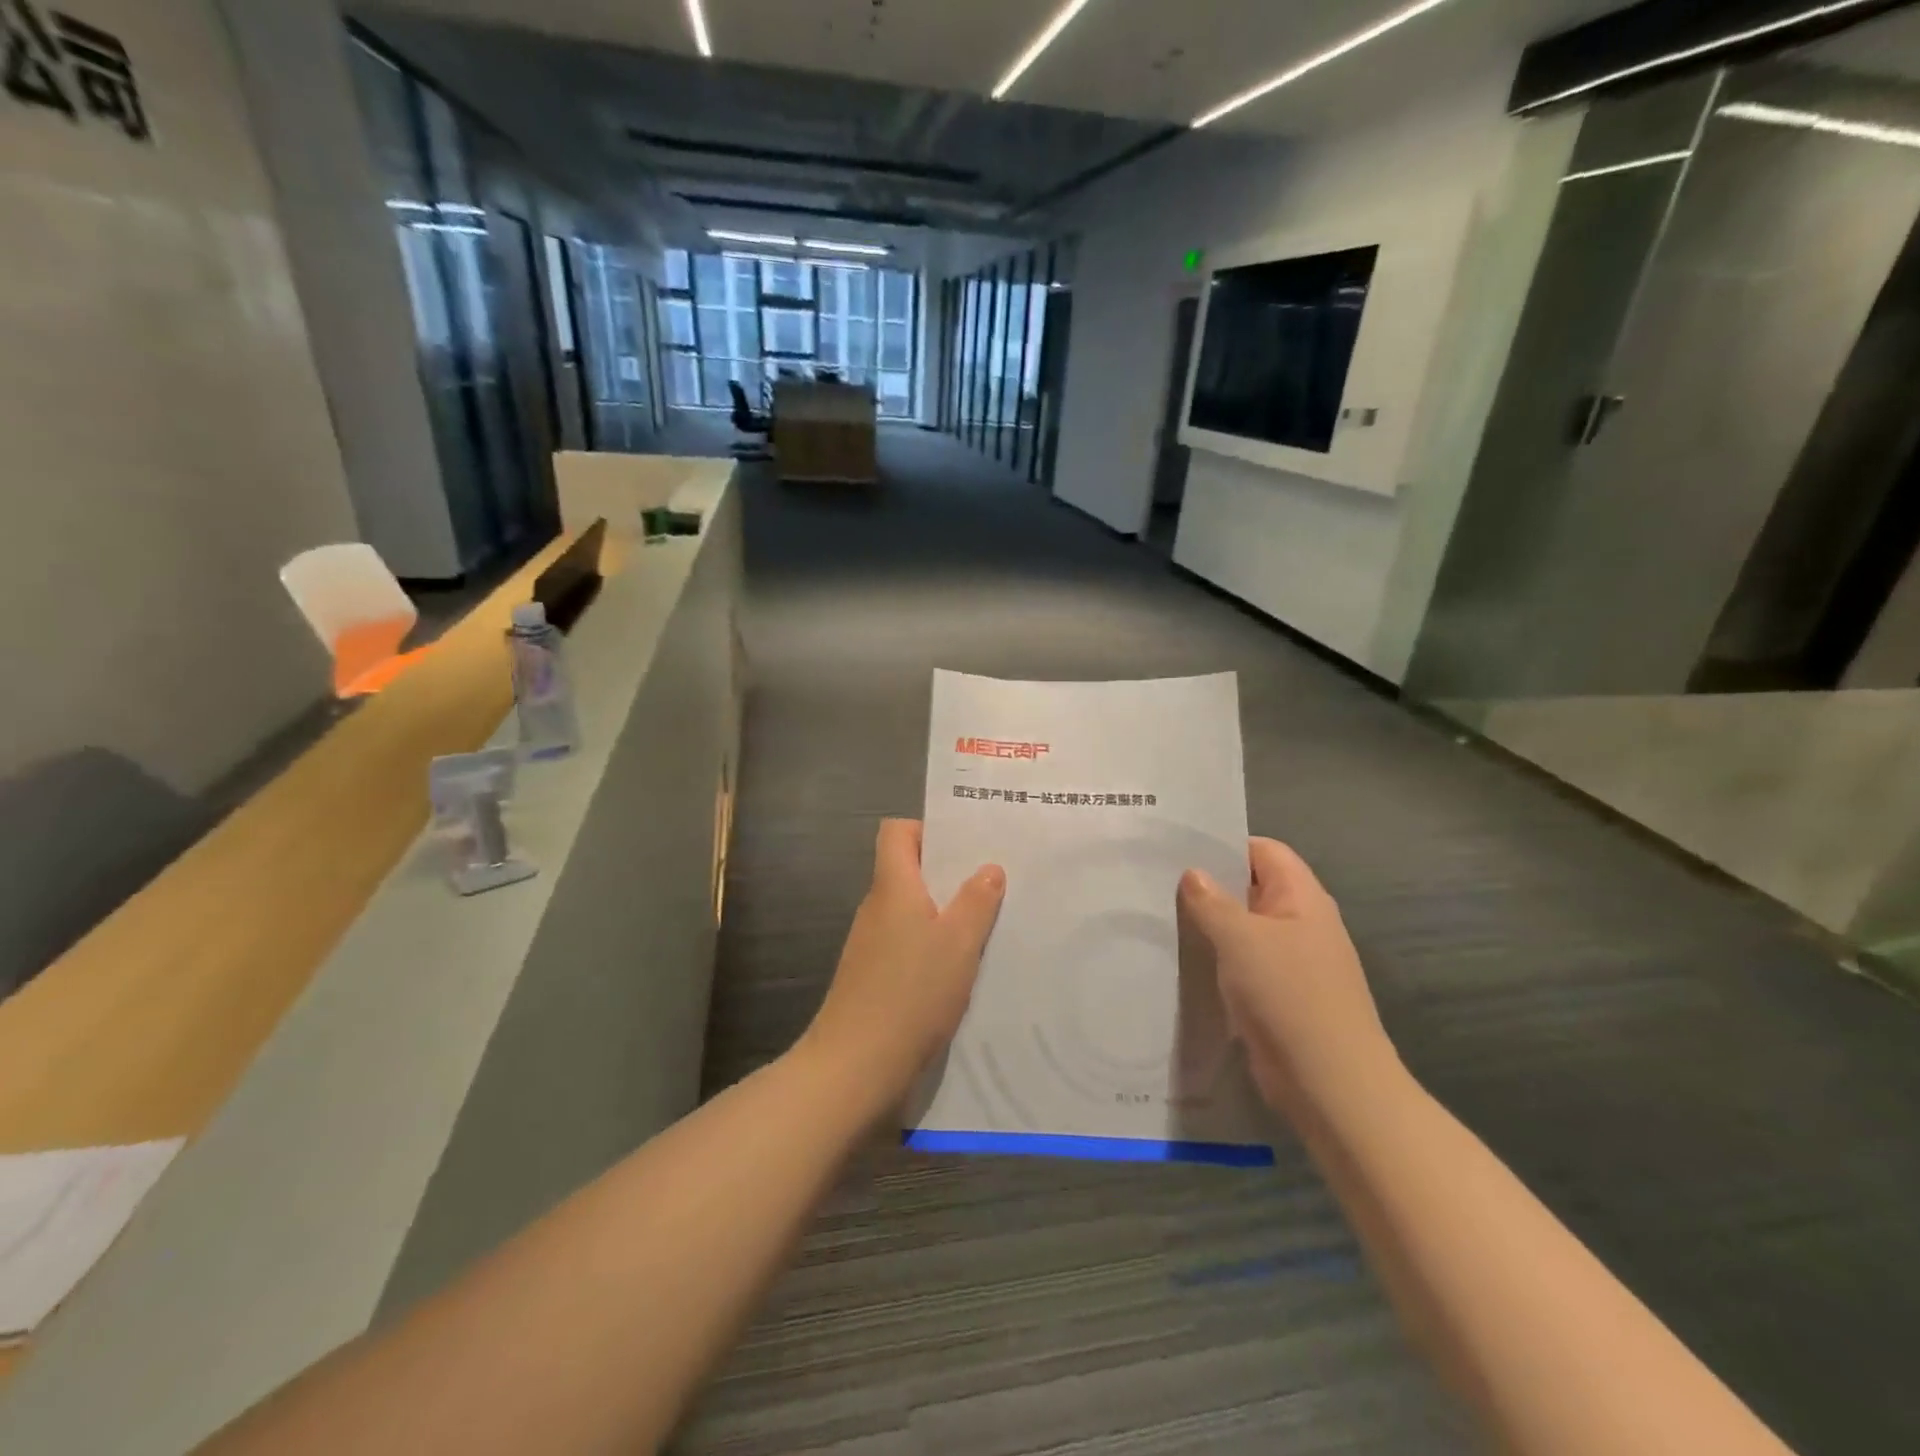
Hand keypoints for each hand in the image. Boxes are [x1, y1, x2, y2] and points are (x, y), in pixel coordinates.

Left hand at [801, 819, 1005, 1110]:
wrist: (856, 1067)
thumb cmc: (911, 993)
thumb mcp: (958, 943)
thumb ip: (977, 902)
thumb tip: (989, 868)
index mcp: (893, 887)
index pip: (896, 832)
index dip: (928, 830)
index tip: (965, 848)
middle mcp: (877, 908)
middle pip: (909, 870)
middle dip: (950, 874)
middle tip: (994, 884)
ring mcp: (872, 944)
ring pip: (913, 911)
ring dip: (946, 914)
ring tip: (989, 926)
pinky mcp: (874, 977)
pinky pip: (909, 944)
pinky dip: (934, 947)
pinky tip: (963, 970)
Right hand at [1179, 838, 1397, 1119]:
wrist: (1330, 1083)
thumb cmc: (1289, 995)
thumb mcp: (1241, 939)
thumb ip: (1212, 902)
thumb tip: (1192, 873)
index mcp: (1301, 897)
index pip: (1264, 850)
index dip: (1225, 844)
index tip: (1178, 848)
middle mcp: (1299, 922)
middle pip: (1251, 887)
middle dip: (1209, 884)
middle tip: (1156, 880)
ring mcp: (1290, 961)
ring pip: (1243, 928)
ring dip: (1209, 924)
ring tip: (1159, 916)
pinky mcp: (1278, 994)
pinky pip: (1242, 963)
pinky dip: (1216, 958)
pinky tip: (1181, 959)